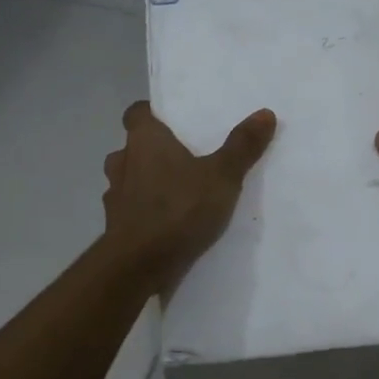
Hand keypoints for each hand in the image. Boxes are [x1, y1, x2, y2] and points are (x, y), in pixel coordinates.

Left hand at [102, 101, 277, 294]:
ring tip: (175, 193)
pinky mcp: (114, 227)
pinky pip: (129, 211)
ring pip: (127, 179)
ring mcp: (114, 196)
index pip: (136, 113)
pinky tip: (165, 224)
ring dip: (145, 182)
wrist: (138, 265)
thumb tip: (265, 113)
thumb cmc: (178, 209)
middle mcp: (122, 162)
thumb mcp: (222, 177)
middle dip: (151, 151)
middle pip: (132, 147)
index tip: (170, 122)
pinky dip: (143, 212)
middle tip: (181, 158)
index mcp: (144, 140)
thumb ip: (242, 146)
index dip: (151, 114)